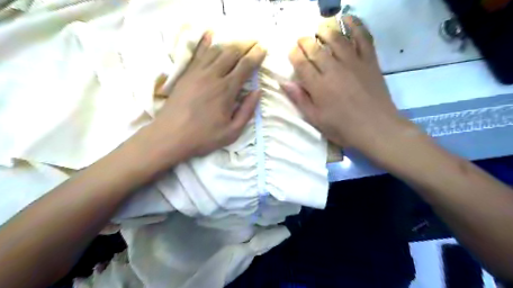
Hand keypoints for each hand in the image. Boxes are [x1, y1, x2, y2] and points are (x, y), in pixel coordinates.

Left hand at [134, 30, 265, 166]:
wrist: (171, 136)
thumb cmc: (204, 137)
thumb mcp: (232, 131)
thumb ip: (247, 111)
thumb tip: (257, 92)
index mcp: (227, 90)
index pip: (245, 66)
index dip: (256, 56)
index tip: (263, 49)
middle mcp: (213, 76)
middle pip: (231, 53)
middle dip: (244, 46)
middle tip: (253, 44)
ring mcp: (197, 73)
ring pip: (215, 51)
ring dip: (228, 46)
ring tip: (237, 45)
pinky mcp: (186, 74)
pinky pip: (197, 54)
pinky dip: (205, 43)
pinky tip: (209, 35)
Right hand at [280, 16, 408, 150]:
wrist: (376, 128)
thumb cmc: (342, 128)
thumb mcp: (315, 119)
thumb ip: (300, 99)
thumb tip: (284, 82)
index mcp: (318, 86)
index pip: (301, 63)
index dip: (294, 54)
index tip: (291, 52)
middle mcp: (333, 69)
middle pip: (315, 48)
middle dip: (305, 42)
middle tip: (302, 41)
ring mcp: (352, 62)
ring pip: (336, 39)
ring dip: (325, 31)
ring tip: (319, 30)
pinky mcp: (369, 61)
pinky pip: (363, 37)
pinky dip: (355, 25)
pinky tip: (347, 18)